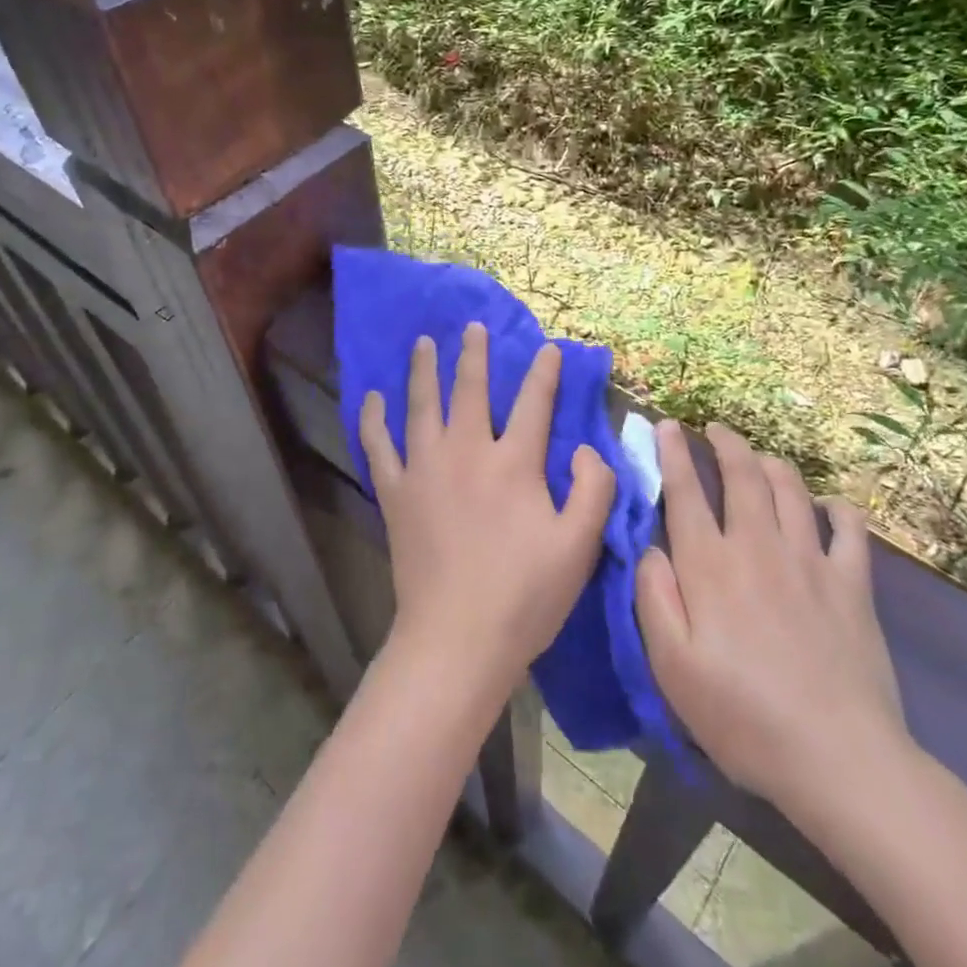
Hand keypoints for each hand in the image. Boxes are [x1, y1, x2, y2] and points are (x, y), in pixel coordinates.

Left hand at [359, 322, 613, 704]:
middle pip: (470, 390)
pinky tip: (373, 398)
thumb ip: (593, 490)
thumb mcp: (578, 546)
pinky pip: (379, 446)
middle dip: (475, 354)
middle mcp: (467, 452)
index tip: (548, 348)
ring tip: (424, 343)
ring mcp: (425, 469)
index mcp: (514, 463)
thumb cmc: (524, 595)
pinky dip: (374, 420)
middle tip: (473, 327)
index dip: (544, 373)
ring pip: (422, 405)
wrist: (456, 639)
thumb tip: (585, 448)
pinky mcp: (395, 494)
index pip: (534, 404)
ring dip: (424, 370)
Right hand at [636, 421, 907, 824]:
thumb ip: (654, 597)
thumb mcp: (672, 667)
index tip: (664, 425)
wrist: (838, 758)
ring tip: (761, 457)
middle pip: (743, 475)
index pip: (685, 492)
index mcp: (710, 565)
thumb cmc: (742, 716)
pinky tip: (830, 506)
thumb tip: (648, 547)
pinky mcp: (852, 584)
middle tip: (715, 428)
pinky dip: (838, 508)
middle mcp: (758, 547)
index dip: (672, 453)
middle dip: (726, 443)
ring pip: (791, 489)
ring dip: (772, 463)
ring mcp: (810, 561)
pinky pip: (849, 528)